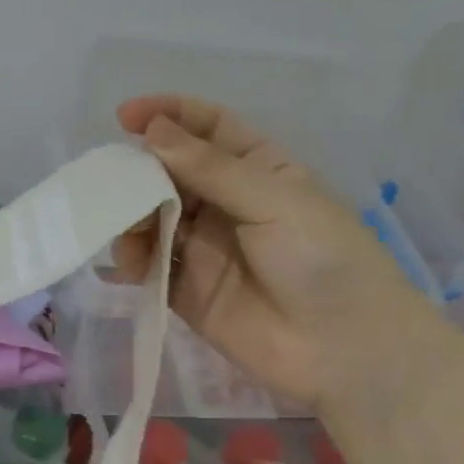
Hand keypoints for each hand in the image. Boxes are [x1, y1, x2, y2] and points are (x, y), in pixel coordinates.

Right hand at [114, 94, 434, 407]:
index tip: (126, 116)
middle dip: (141, 172)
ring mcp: (203, 247)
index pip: (207, 129)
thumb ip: (209, 168)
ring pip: (152, 218)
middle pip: (170, 172)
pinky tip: (130, 264)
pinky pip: (149, 265)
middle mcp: (225, 203)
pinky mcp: (185, 290)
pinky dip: (132, 260)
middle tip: (118, 184)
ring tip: (129, 233)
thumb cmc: (322, 258)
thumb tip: (152, 131)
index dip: (168, 115)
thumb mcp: (273, 199)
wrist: (344, 348)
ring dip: (132, 218)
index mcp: (256, 169)